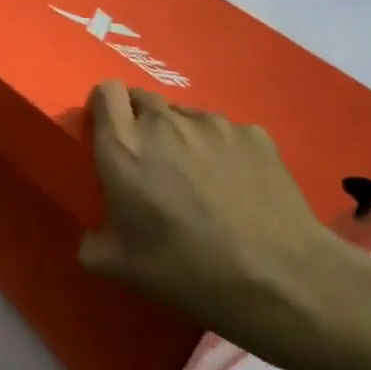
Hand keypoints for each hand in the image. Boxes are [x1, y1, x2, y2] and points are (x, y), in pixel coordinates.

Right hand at [78, 81, 355, 369]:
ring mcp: (215, 124)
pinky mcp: (255, 134)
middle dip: (138, 121)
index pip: (106, 92)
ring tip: (195, 178)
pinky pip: (225, 132)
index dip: (104, 108)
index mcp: (123, 147)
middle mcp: (165, 123)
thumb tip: (95, 234)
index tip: (108, 135)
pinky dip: (220, 150)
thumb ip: (92, 241)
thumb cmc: (184, 269)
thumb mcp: (118, 266)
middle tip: (148, 163)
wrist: (278, 277)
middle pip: (143, 98)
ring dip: (179, 136)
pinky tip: (234, 186)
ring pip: (185, 115)